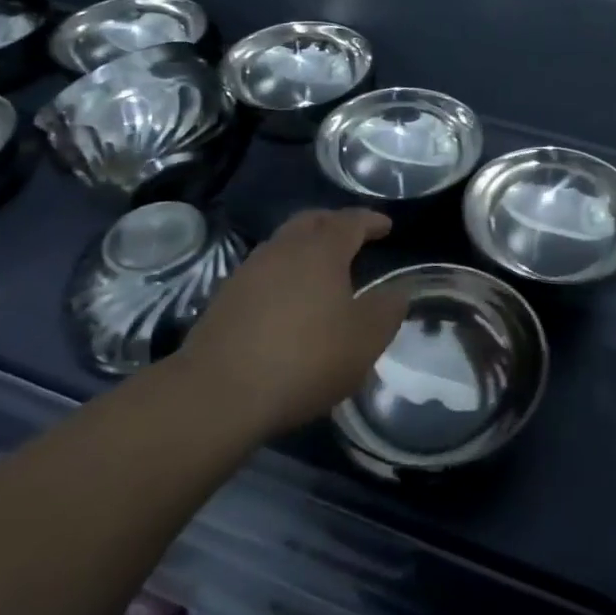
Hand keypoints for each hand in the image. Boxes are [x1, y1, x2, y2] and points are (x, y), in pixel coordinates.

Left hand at [180, 209, 406, 438]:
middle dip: (335, 223)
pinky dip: (283, 273)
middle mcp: (284, 248)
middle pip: (312, 221)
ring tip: (321, 269)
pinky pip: (264, 271)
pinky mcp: (226, 297)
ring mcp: (249, 270)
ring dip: (305, 248)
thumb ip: (387, 310)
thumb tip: (397, 292)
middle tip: (352, 236)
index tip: (386, 226)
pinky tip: (288, 300)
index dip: (371, 221)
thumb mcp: (364, 340)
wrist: (218, 394)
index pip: (351, 221)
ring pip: (284, 243)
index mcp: (321, 249)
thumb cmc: (304, 359)